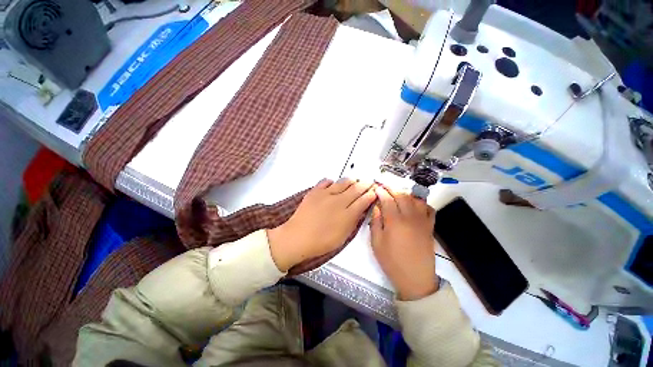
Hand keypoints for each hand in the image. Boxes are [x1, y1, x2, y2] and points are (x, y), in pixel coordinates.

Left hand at [267, 178, 376, 271]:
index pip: (364, 200)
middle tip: (369, 183)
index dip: (371, 194)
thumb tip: (361, 211)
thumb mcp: (342, 237)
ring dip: (351, 181)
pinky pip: (326, 181)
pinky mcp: (315, 191)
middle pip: (356, 188)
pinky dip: (332, 181)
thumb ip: (353, 222)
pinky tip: (333, 184)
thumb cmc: (320, 242)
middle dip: (365, 184)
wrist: (297, 237)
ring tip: (354, 181)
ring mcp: (326, 194)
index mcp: (347, 214)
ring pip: (343, 182)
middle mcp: (339, 201)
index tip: (375, 191)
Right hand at [370, 185, 437, 300]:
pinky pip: (429, 209)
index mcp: (395, 221)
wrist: (416, 279)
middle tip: (385, 187)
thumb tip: (376, 207)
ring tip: (397, 195)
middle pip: (402, 195)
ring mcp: (422, 221)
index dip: (381, 191)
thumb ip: (375, 222)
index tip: (376, 187)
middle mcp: (410, 217)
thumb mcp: (376, 243)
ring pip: (416, 199)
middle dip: (392, 188)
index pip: (387, 199)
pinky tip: (415, 205)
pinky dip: (421, 203)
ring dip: (406, 194)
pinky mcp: (430, 227)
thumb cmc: (392, 262)